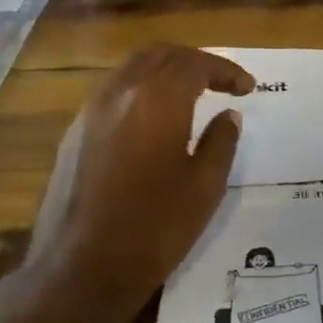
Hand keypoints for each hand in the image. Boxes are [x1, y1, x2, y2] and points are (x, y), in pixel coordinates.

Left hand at [28, 44, 252, 300]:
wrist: (82, 268)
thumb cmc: (155, 228)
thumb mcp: (205, 188)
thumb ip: (222, 142)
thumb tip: (228, 115)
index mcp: (157, 101)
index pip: (195, 65)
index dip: (225, 70)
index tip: (247, 87)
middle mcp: (120, 93)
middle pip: (160, 55)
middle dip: (194, 61)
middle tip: (220, 82)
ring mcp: (91, 111)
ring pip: (132, 69)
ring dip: (164, 71)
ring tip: (190, 95)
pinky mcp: (74, 132)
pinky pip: (113, 92)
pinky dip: (140, 90)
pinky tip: (154, 119)